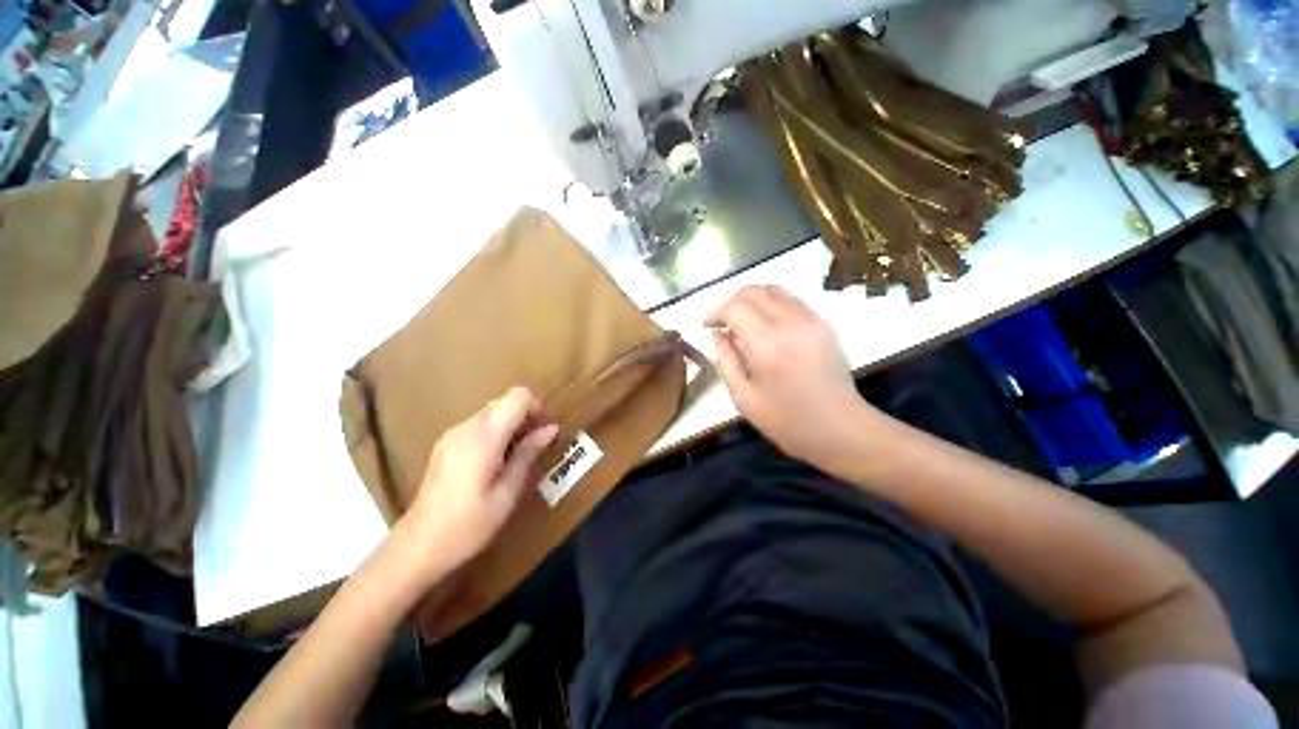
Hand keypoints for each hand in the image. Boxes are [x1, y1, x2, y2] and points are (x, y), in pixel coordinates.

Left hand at [401, 387, 558, 570]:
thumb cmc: (469, 525)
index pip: (518, 396)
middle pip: (504, 402)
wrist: (417, 548)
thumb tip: (551, 428)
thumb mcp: (507, 492)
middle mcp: (466, 427)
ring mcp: (452, 435)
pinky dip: (495, 434)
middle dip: (525, 417)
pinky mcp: (445, 445)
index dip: (537, 407)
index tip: (544, 431)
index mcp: (484, 436)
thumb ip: (528, 454)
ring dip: (511, 427)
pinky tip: (494, 465)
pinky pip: (478, 426)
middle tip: (534, 448)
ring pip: (492, 413)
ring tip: (516, 459)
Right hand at [706, 285, 874, 467]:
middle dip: (731, 301)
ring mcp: (811, 320)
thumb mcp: (744, 397)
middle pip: (753, 291)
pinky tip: (766, 324)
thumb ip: (726, 359)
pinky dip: (771, 303)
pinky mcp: (823, 323)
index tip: (708, 325)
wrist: (840, 429)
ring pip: (773, 290)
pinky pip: (791, 299)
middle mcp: (790, 324)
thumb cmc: (786, 420)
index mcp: (767, 346)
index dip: (716, 312)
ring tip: (742, 320)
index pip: (735, 308)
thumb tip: (718, 333)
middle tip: (722, 322)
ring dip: (751, 299)